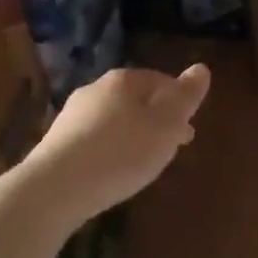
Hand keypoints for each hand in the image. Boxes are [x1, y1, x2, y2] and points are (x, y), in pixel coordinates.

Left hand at [19, 64, 211, 227]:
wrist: (56, 188)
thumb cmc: (121, 153)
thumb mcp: (165, 126)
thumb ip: (185, 98)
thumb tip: (201, 68)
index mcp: (124, 81)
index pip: (160, 80)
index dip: (179, 102)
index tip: (189, 127)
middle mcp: (95, 90)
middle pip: (135, 100)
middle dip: (156, 119)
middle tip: (172, 145)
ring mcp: (72, 115)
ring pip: (114, 119)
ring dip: (134, 135)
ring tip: (146, 161)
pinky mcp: (57, 142)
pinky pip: (95, 139)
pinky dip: (112, 149)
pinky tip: (115, 170)